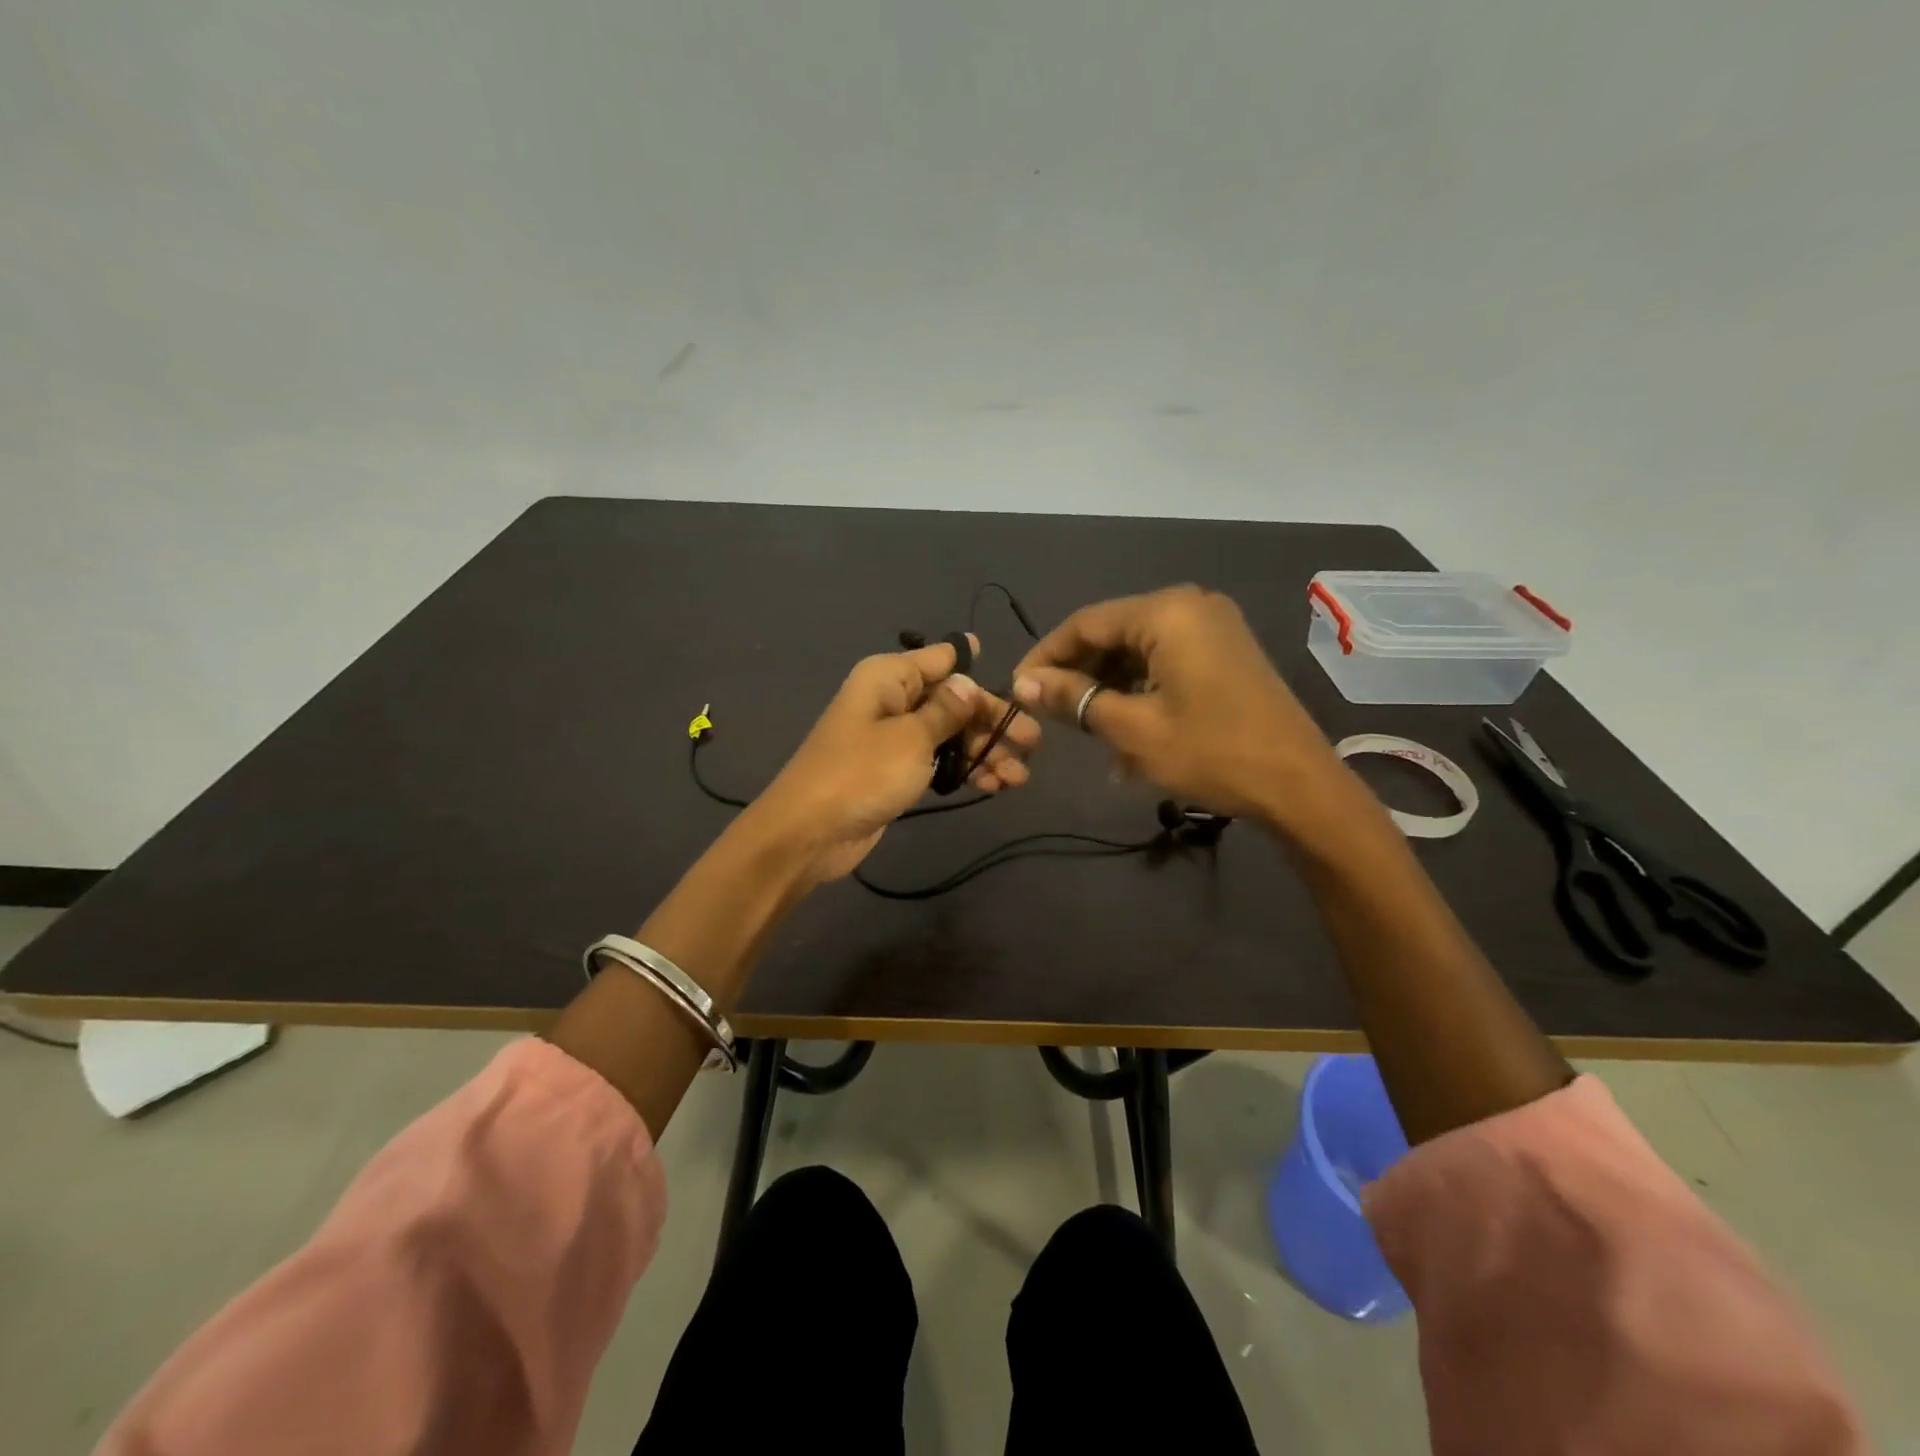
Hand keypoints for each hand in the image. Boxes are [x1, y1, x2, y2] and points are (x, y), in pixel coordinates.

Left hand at [751, 634, 1039, 881]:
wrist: (809, 833)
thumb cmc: (862, 774)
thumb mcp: (912, 737)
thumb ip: (947, 710)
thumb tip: (967, 681)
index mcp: (889, 677)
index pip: (942, 659)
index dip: (977, 668)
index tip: (1017, 684)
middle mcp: (891, 700)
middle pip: (952, 701)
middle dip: (991, 722)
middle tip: (1033, 744)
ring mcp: (892, 738)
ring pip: (949, 735)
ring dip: (984, 751)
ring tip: (1019, 777)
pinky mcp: (894, 772)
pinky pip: (937, 761)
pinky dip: (964, 770)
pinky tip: (994, 786)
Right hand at [1012, 586, 1338, 821]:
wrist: (1299, 785)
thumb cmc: (1211, 752)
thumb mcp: (1131, 728)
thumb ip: (1073, 698)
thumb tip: (1022, 683)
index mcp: (1166, 612)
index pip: (1085, 624)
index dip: (1046, 656)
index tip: (1017, 689)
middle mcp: (1190, 605)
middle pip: (1112, 633)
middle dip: (1078, 674)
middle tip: (1049, 713)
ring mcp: (1213, 627)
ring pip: (1138, 650)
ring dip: (1108, 687)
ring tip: (1085, 730)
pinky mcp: (1225, 652)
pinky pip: (1166, 660)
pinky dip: (1139, 689)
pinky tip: (1124, 728)